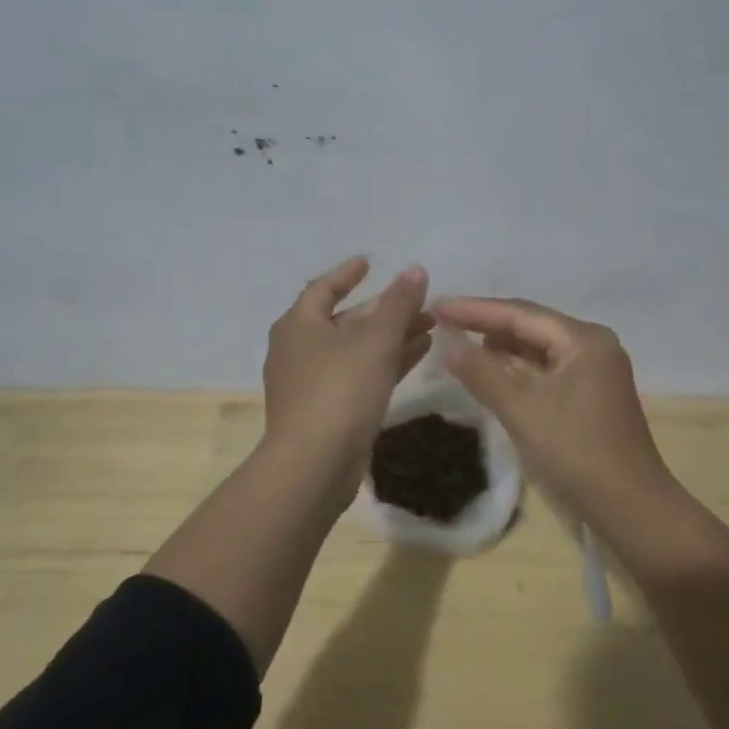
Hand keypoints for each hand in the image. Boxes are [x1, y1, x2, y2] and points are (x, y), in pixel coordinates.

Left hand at [261, 257, 431, 498]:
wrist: (313, 466)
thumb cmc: (340, 390)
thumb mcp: (375, 341)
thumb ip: (398, 304)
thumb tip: (415, 269)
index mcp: (299, 325)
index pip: (323, 288)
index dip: (347, 274)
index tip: (370, 263)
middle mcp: (299, 350)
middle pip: (344, 320)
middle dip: (383, 310)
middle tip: (418, 302)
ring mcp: (311, 384)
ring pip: (356, 350)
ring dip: (391, 337)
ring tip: (430, 326)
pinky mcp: (326, 412)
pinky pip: (359, 376)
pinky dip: (386, 363)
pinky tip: (419, 355)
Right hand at [432, 296, 672, 518]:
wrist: (631, 509)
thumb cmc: (576, 452)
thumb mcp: (521, 409)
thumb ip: (482, 372)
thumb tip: (448, 345)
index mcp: (583, 339)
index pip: (520, 313)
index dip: (474, 309)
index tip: (436, 306)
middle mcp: (592, 346)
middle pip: (530, 326)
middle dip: (486, 326)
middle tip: (442, 324)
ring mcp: (594, 372)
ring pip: (537, 351)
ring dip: (500, 351)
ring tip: (458, 346)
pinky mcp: (590, 397)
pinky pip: (545, 372)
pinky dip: (516, 373)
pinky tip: (489, 375)